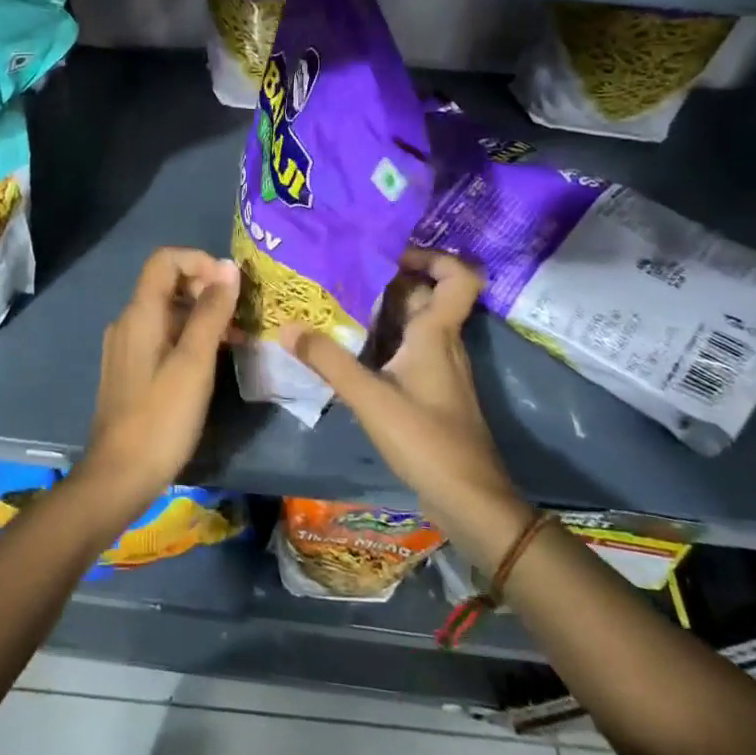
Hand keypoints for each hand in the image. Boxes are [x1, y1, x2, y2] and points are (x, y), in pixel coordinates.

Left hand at [79, 248, 240, 512]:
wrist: (119, 475)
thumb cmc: (162, 417)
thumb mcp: (195, 362)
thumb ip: (211, 312)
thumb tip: (228, 267)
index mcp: (140, 313)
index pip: (165, 259)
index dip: (200, 261)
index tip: (231, 286)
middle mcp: (128, 321)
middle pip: (168, 284)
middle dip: (207, 290)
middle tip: (241, 317)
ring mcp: (126, 346)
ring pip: (168, 312)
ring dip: (203, 316)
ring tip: (237, 341)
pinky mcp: (131, 369)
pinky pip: (162, 336)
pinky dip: (189, 337)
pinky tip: (213, 361)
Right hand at [279, 249, 532, 567]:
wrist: (468, 499)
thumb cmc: (426, 439)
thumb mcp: (370, 397)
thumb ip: (328, 360)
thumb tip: (287, 326)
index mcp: (437, 334)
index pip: (458, 277)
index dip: (432, 257)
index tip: (390, 255)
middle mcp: (442, 343)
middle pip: (424, 296)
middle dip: (387, 280)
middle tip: (341, 273)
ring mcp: (438, 369)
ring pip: (413, 324)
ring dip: (380, 311)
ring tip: (334, 303)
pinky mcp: (429, 391)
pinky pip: (406, 349)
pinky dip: (381, 340)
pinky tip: (348, 349)